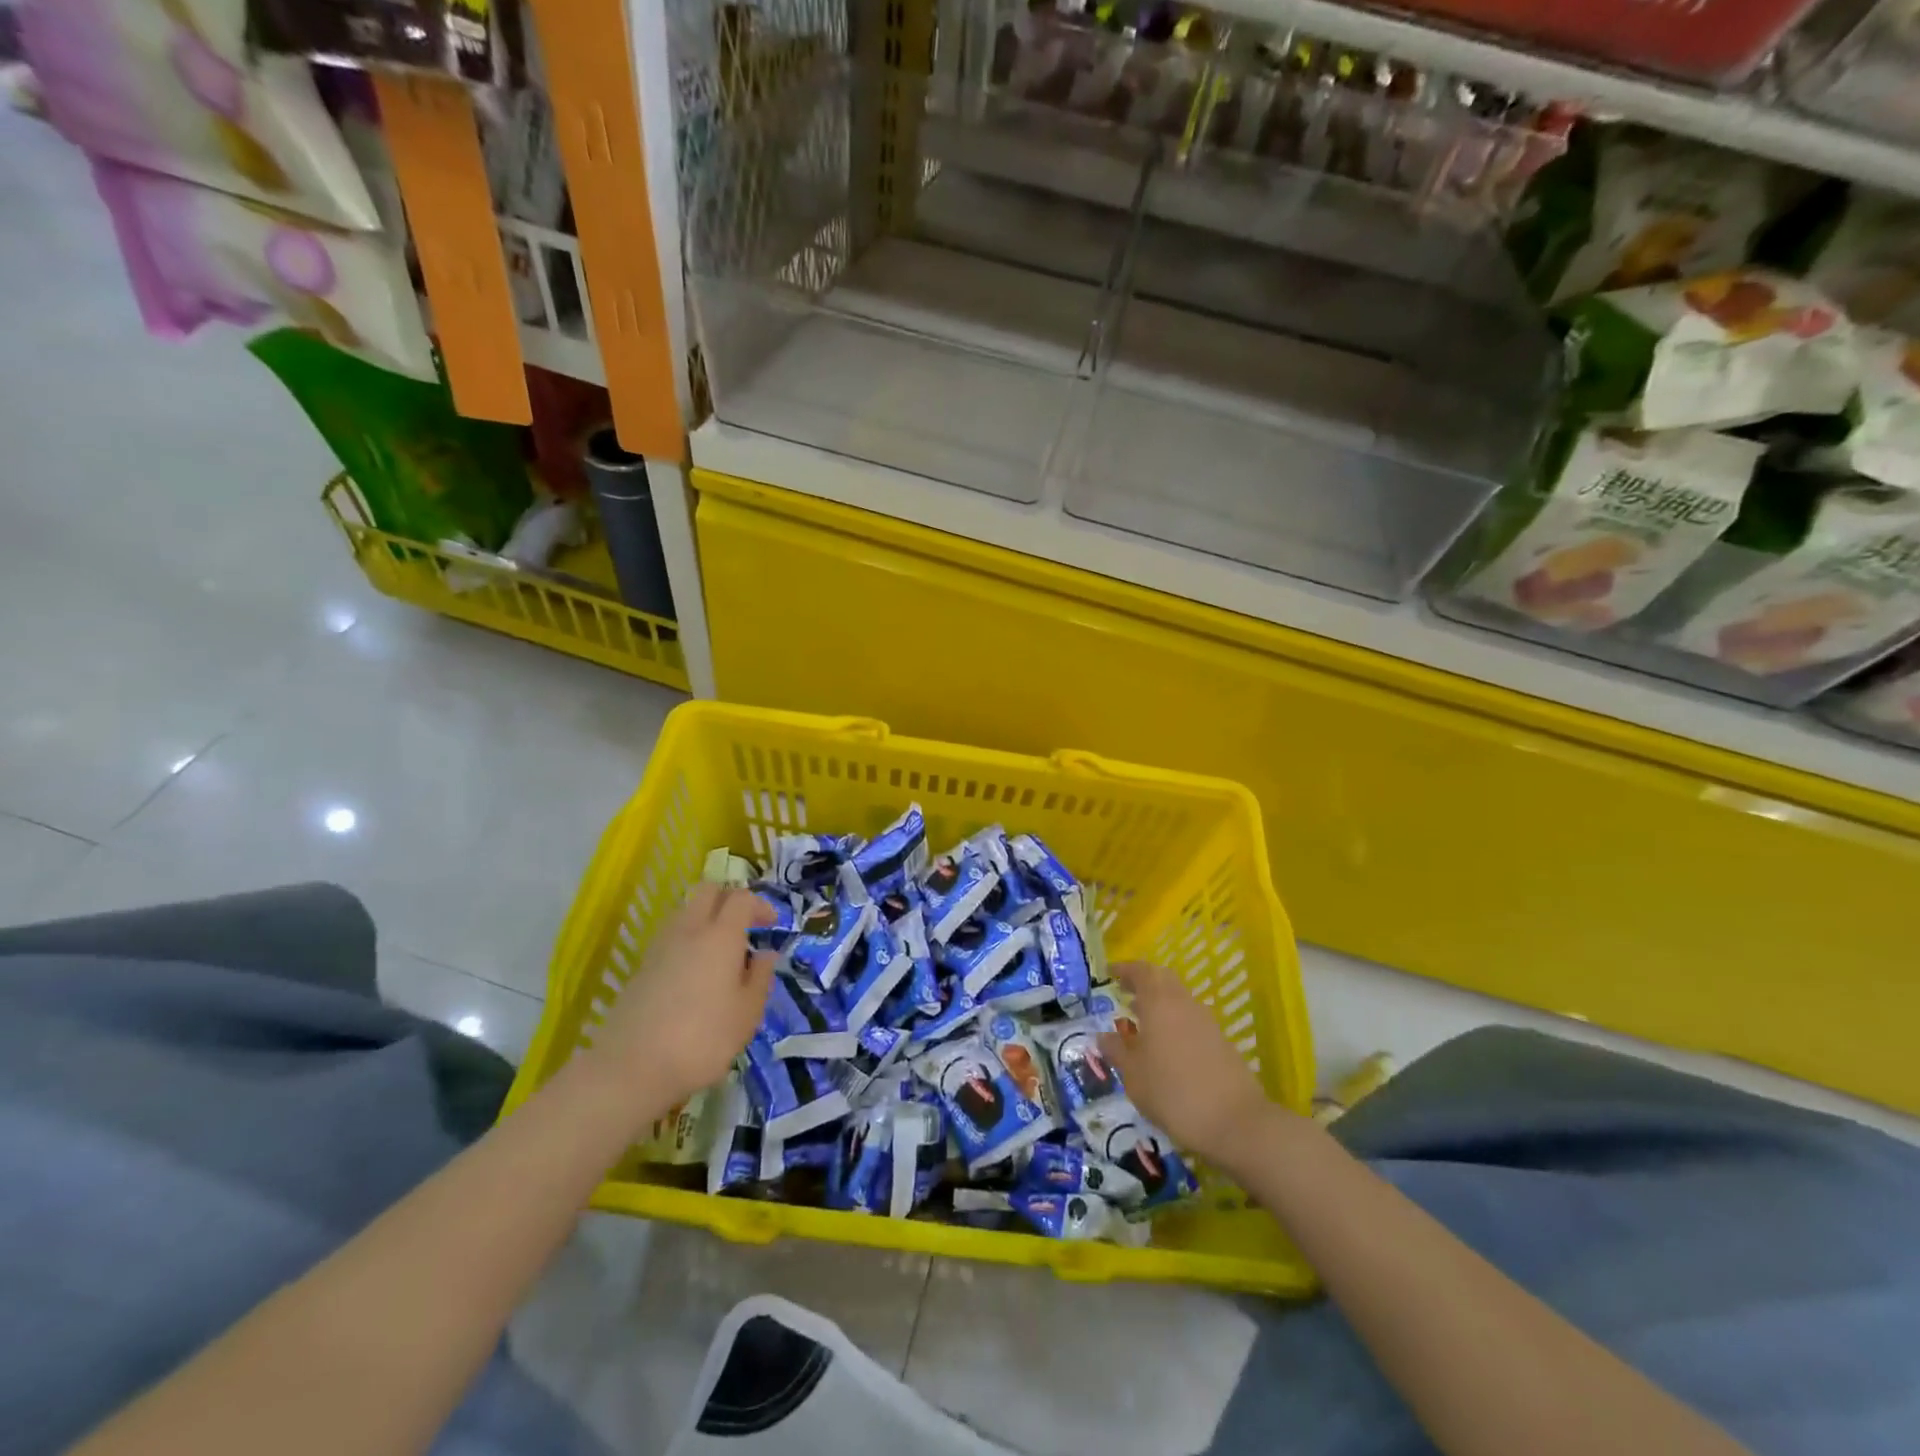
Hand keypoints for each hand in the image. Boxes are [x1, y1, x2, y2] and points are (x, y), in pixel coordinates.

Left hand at [596, 884, 776, 1109]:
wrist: (632, 1067)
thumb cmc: (703, 1039)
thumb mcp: (747, 1014)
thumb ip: (760, 978)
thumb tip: (765, 954)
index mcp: (721, 936)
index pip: (741, 898)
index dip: (760, 905)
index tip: (771, 925)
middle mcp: (689, 930)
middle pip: (708, 891)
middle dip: (729, 899)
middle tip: (745, 925)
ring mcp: (660, 947)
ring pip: (685, 911)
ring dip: (706, 919)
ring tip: (720, 952)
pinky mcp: (642, 967)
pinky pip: (671, 937)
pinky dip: (688, 940)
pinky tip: (695, 973)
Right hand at [1097, 960, 1281, 1168]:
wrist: (1236, 1122)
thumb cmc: (1173, 1093)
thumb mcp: (1134, 1075)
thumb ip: (1117, 1051)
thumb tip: (1104, 1035)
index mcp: (1159, 1002)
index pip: (1141, 971)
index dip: (1125, 969)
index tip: (1110, 972)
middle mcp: (1184, 1003)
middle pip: (1163, 979)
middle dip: (1143, 982)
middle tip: (1125, 993)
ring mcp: (1207, 1021)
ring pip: (1179, 999)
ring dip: (1159, 1003)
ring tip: (1141, 1021)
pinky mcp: (1221, 1041)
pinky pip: (1191, 1019)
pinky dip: (1174, 1021)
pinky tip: (1165, 1046)